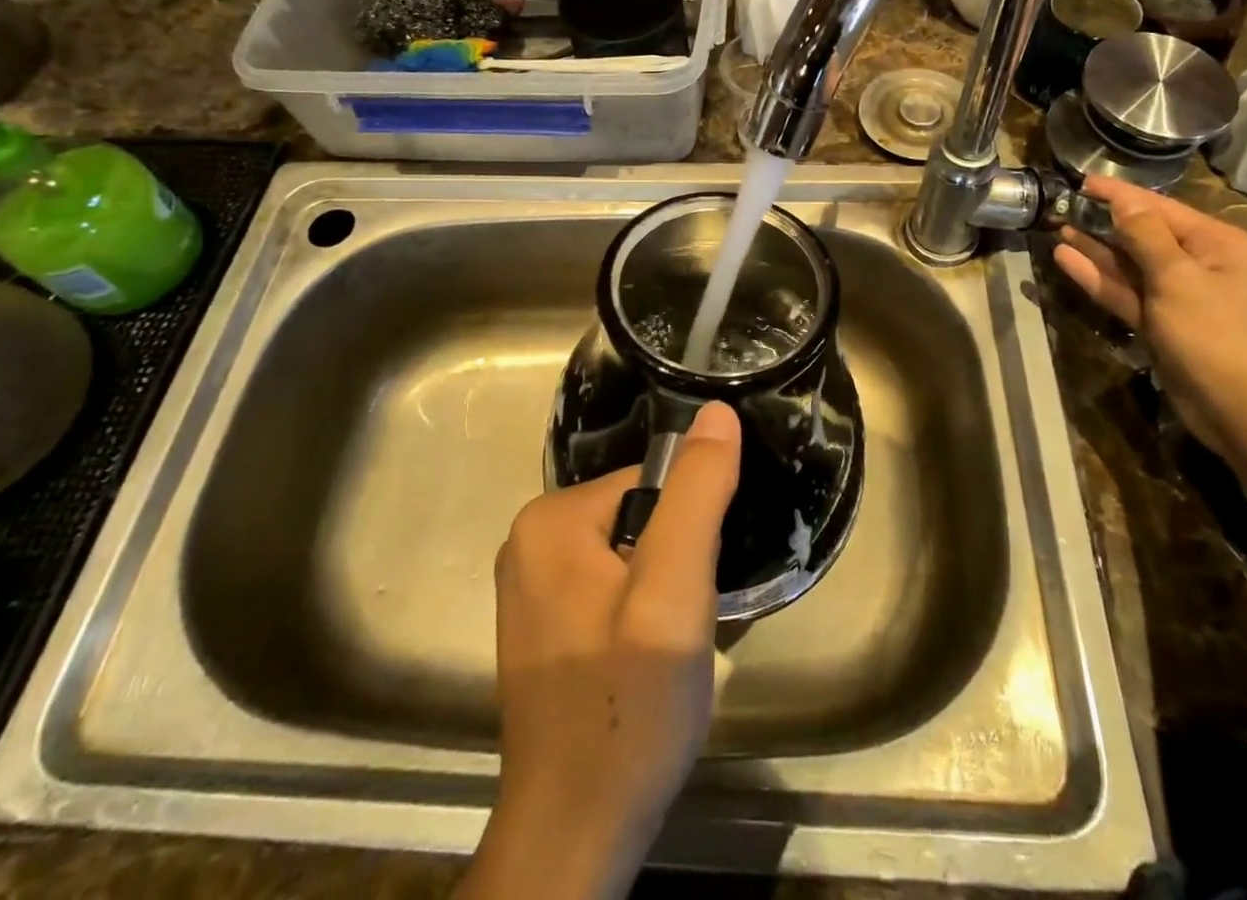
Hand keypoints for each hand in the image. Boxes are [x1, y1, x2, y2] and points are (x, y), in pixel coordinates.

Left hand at [460, 401, 741, 899]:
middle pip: (639, 517)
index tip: (694, 588)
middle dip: (675, 564)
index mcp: (550, 518)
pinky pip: (610, 588)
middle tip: (680, 626)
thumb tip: (717, 411)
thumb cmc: (628, 707)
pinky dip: (639, 615)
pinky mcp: (544, 624)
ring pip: (630, 555)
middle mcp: (529, 540)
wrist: (575, 835)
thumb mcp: (674, 592)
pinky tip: (642, 664)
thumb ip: (697, 494)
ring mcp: (531, 585)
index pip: (650, 483)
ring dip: (662, 593)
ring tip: (665, 650)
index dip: (688, 530)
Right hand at [1052, 176, 1246, 459]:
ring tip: (1057, 229)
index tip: (1082, 182)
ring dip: (1096, 249)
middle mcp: (1203, 265)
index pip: (1161, 208)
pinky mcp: (1162, 325)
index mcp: (1220, 245)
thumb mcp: (1179, 278)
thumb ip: (1146, 236)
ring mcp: (1181, 298)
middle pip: (1145, 235)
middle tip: (1062, 207)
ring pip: (1131, 266)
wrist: (1246, 413)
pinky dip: (1100, 278)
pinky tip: (1067, 260)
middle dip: (1105, 222)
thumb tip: (1124, 202)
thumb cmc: (1218, 335)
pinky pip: (1127, 293)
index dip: (1120, 195)